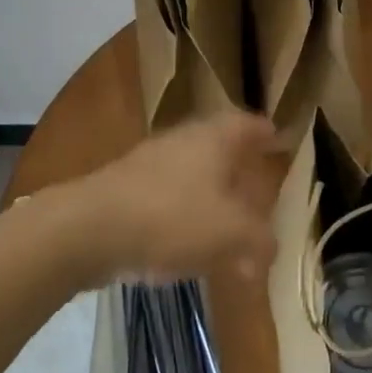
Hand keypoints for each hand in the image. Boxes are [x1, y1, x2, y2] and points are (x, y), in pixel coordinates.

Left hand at [76, 110, 282, 282]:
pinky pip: (171, 198)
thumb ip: (259, 240)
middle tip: (260, 191)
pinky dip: (188, 216)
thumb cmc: (170, 217)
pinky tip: (190, 248)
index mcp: (215, 138)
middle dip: (242, 170)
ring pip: (196, 175)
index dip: (267, 133)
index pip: (249, 124)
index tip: (281, 140)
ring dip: (214, 198)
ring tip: (230, 228)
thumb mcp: (230, 233)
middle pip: (222, 148)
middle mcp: (186, 140)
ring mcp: (154, 162)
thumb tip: (271, 248)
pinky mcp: (130, 189)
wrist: (89, 228)